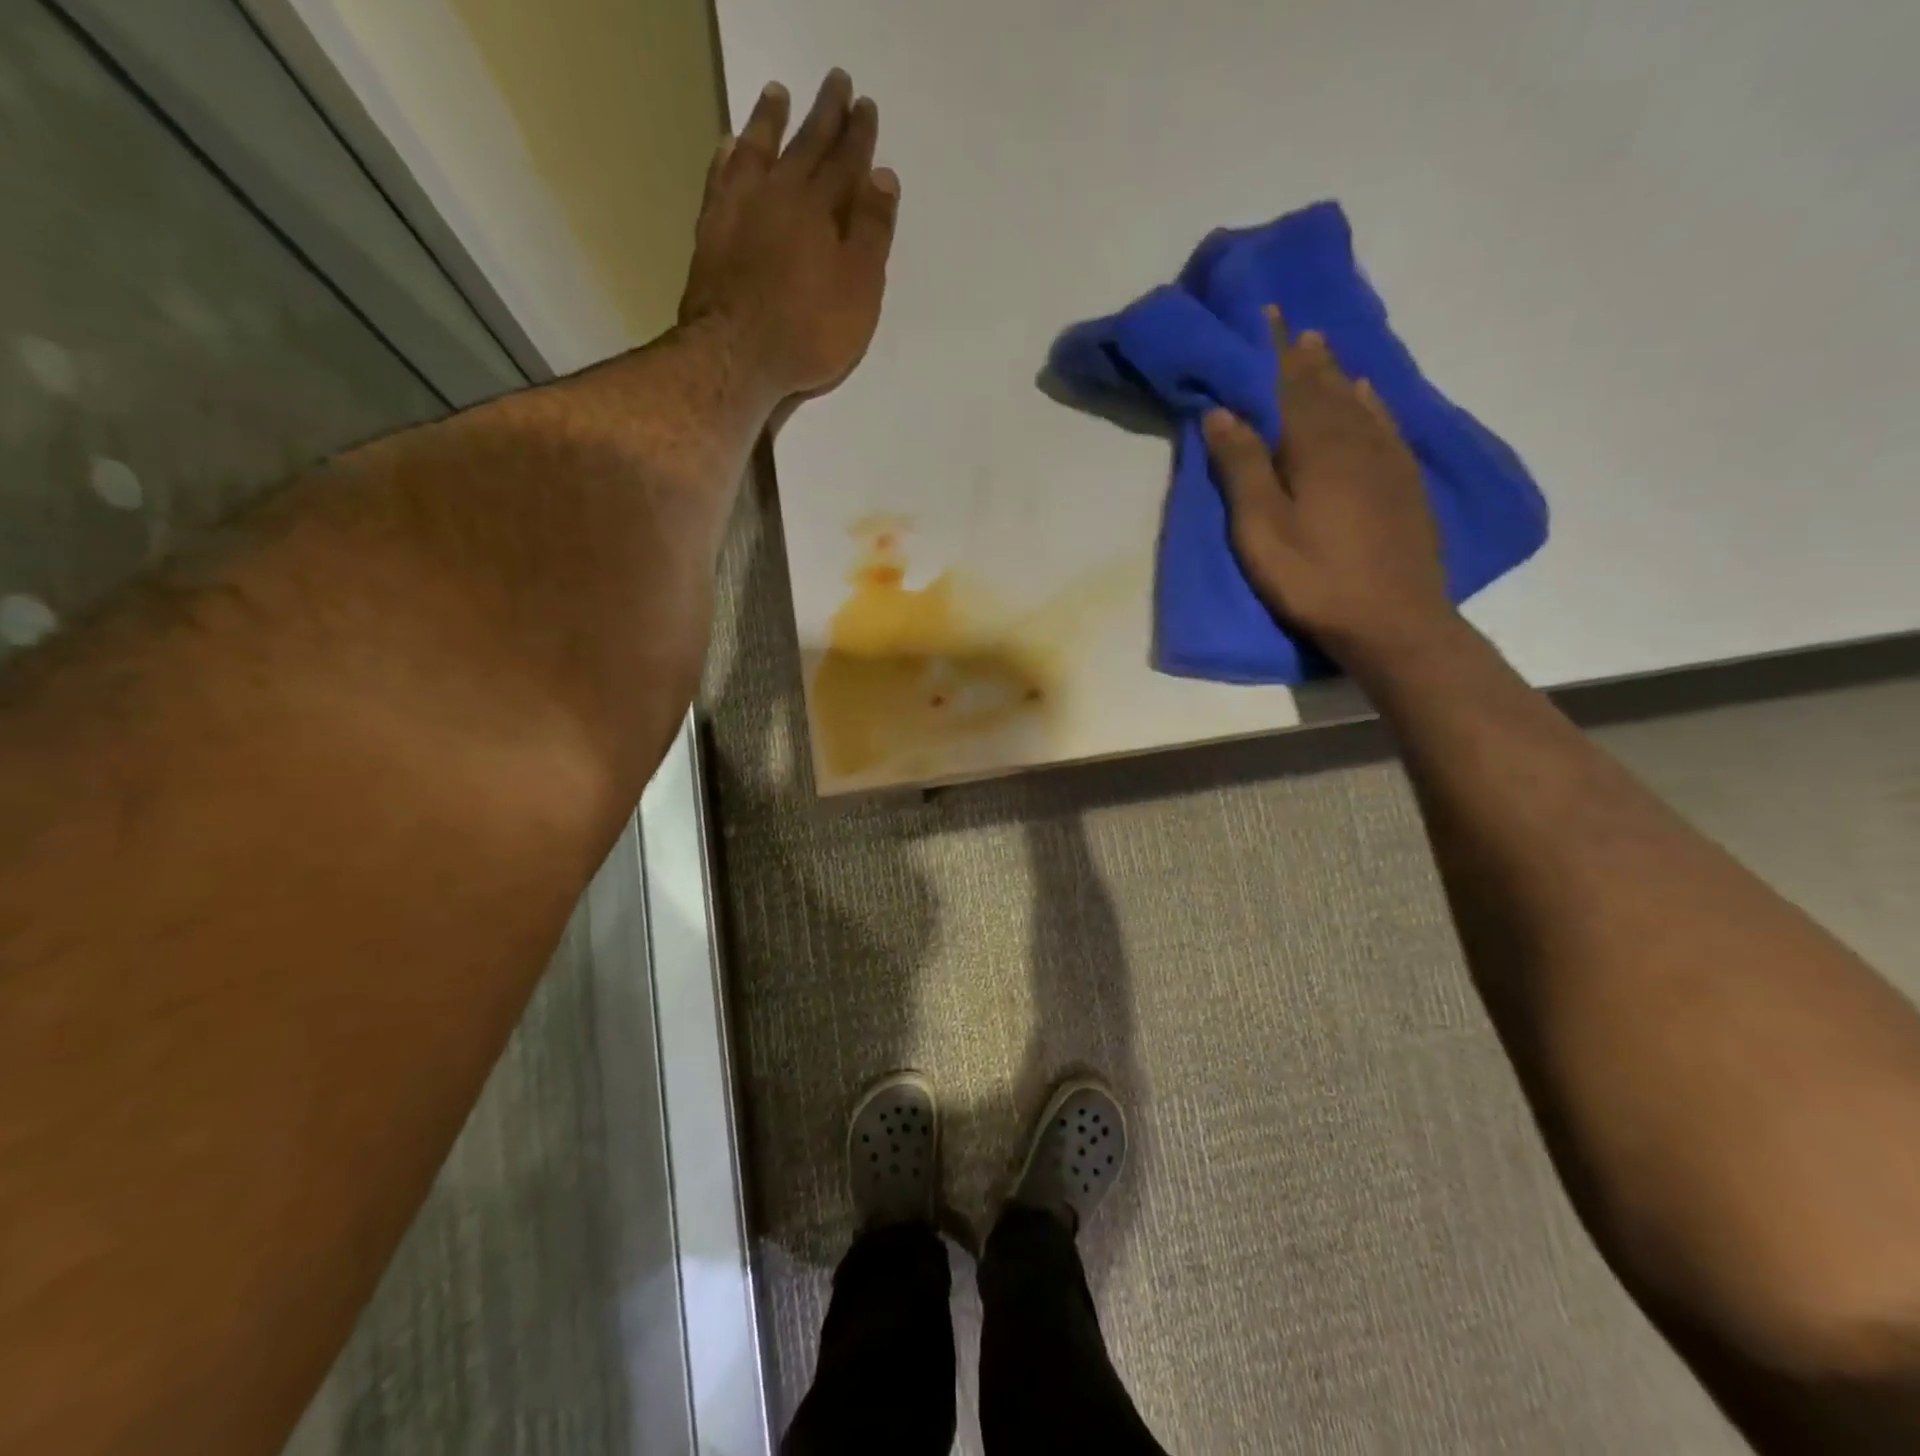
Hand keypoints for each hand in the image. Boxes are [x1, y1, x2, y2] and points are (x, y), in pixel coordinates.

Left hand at [678, 70, 899, 416]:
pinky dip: (728, 157)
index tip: (866, 107)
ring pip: (758, 150)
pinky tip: (729, 145)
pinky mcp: (711, 230)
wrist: (736, 354)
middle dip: (824, 115)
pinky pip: (720, 179)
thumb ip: (872, 233)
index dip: (859, 136)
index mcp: (821, 209)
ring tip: (778, 94)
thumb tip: (882, 176)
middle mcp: (780, 195)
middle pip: (806, 145)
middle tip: (836, 83)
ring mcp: (740, 208)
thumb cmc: (809, 331)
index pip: (846, 162)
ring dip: (770, 121)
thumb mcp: (859, 290)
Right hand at [1203, 305, 1454, 668]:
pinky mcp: (1405, 484)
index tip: (1269, 315)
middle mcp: (1356, 442)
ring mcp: (1387, 461)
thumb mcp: (1262, 529)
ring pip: (1359, 404)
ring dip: (1338, 375)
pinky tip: (1369, 397)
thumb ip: (1242, 468)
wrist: (1393, 620)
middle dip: (1307, 358)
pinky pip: (1386, 426)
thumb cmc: (1314, 577)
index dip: (1278, 352)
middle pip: (1328, 389)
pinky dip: (1372, 404)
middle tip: (1294, 328)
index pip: (1294, 386)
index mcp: (1316, 448)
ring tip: (1324, 351)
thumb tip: (1222, 412)